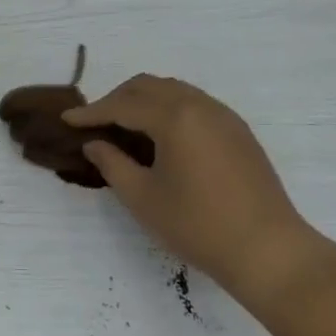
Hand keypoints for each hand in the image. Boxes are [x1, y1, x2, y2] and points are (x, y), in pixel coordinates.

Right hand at [63, 75, 325, 305]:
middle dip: (117, 99)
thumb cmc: (198, 226)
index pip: (123, 105)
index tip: (67, 119)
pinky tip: (161, 137)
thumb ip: (113, 163)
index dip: (92, 112)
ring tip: (125, 127)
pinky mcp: (238, 131)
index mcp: (174, 117)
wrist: (268, 250)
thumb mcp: (143, 198)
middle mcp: (200, 105)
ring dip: (144, 101)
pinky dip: (169, 109)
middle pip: (148, 86)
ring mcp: (224, 116)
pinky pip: (195, 104)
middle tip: (95, 122)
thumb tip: (95, 143)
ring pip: (174, 90)